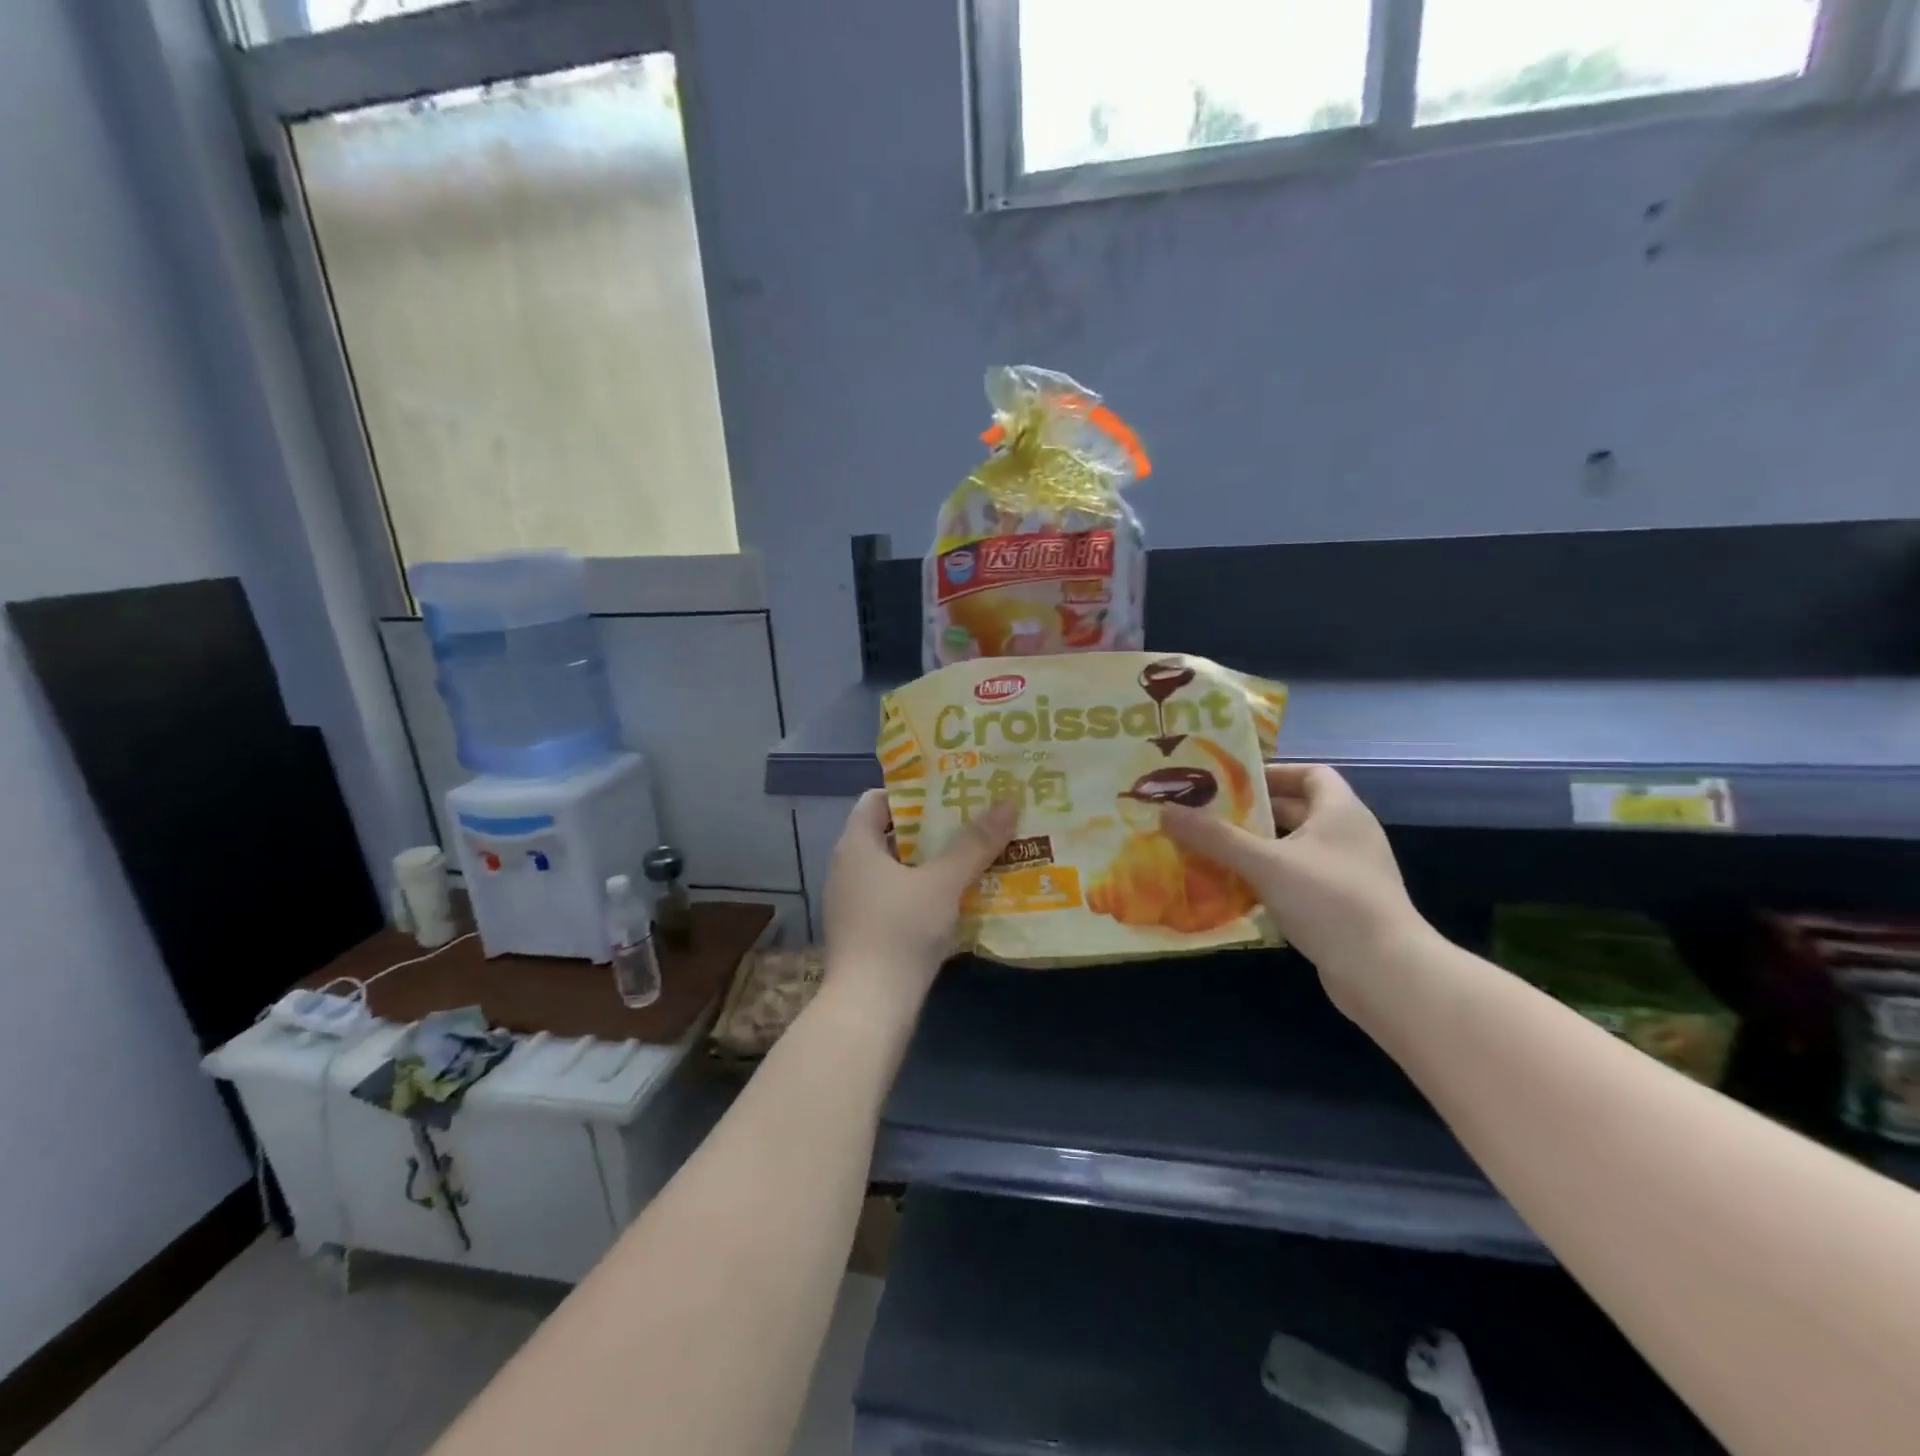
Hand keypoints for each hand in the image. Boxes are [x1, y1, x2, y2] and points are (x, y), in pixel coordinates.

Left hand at [823, 791, 1017, 1014]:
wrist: (869, 1007)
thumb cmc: (900, 930)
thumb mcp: (943, 883)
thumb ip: (974, 844)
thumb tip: (1007, 802)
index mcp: (856, 845)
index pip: (878, 799)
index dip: (913, 792)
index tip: (950, 792)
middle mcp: (847, 867)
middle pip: (891, 833)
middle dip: (931, 828)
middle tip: (973, 821)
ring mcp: (852, 901)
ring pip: (895, 868)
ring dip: (931, 862)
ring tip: (973, 856)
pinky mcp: (863, 930)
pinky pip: (895, 896)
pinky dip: (922, 891)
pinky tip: (956, 898)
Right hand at [1163, 764, 1425, 1007]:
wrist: (1386, 973)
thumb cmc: (1329, 901)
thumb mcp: (1265, 863)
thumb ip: (1215, 837)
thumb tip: (1165, 811)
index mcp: (1340, 811)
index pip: (1310, 773)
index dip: (1272, 773)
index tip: (1232, 782)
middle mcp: (1348, 835)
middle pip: (1297, 810)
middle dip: (1253, 813)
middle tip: (1208, 816)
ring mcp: (1348, 873)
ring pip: (1294, 848)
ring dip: (1257, 848)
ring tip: (1213, 850)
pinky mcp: (1342, 906)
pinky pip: (1298, 879)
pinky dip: (1269, 879)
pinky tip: (1237, 889)